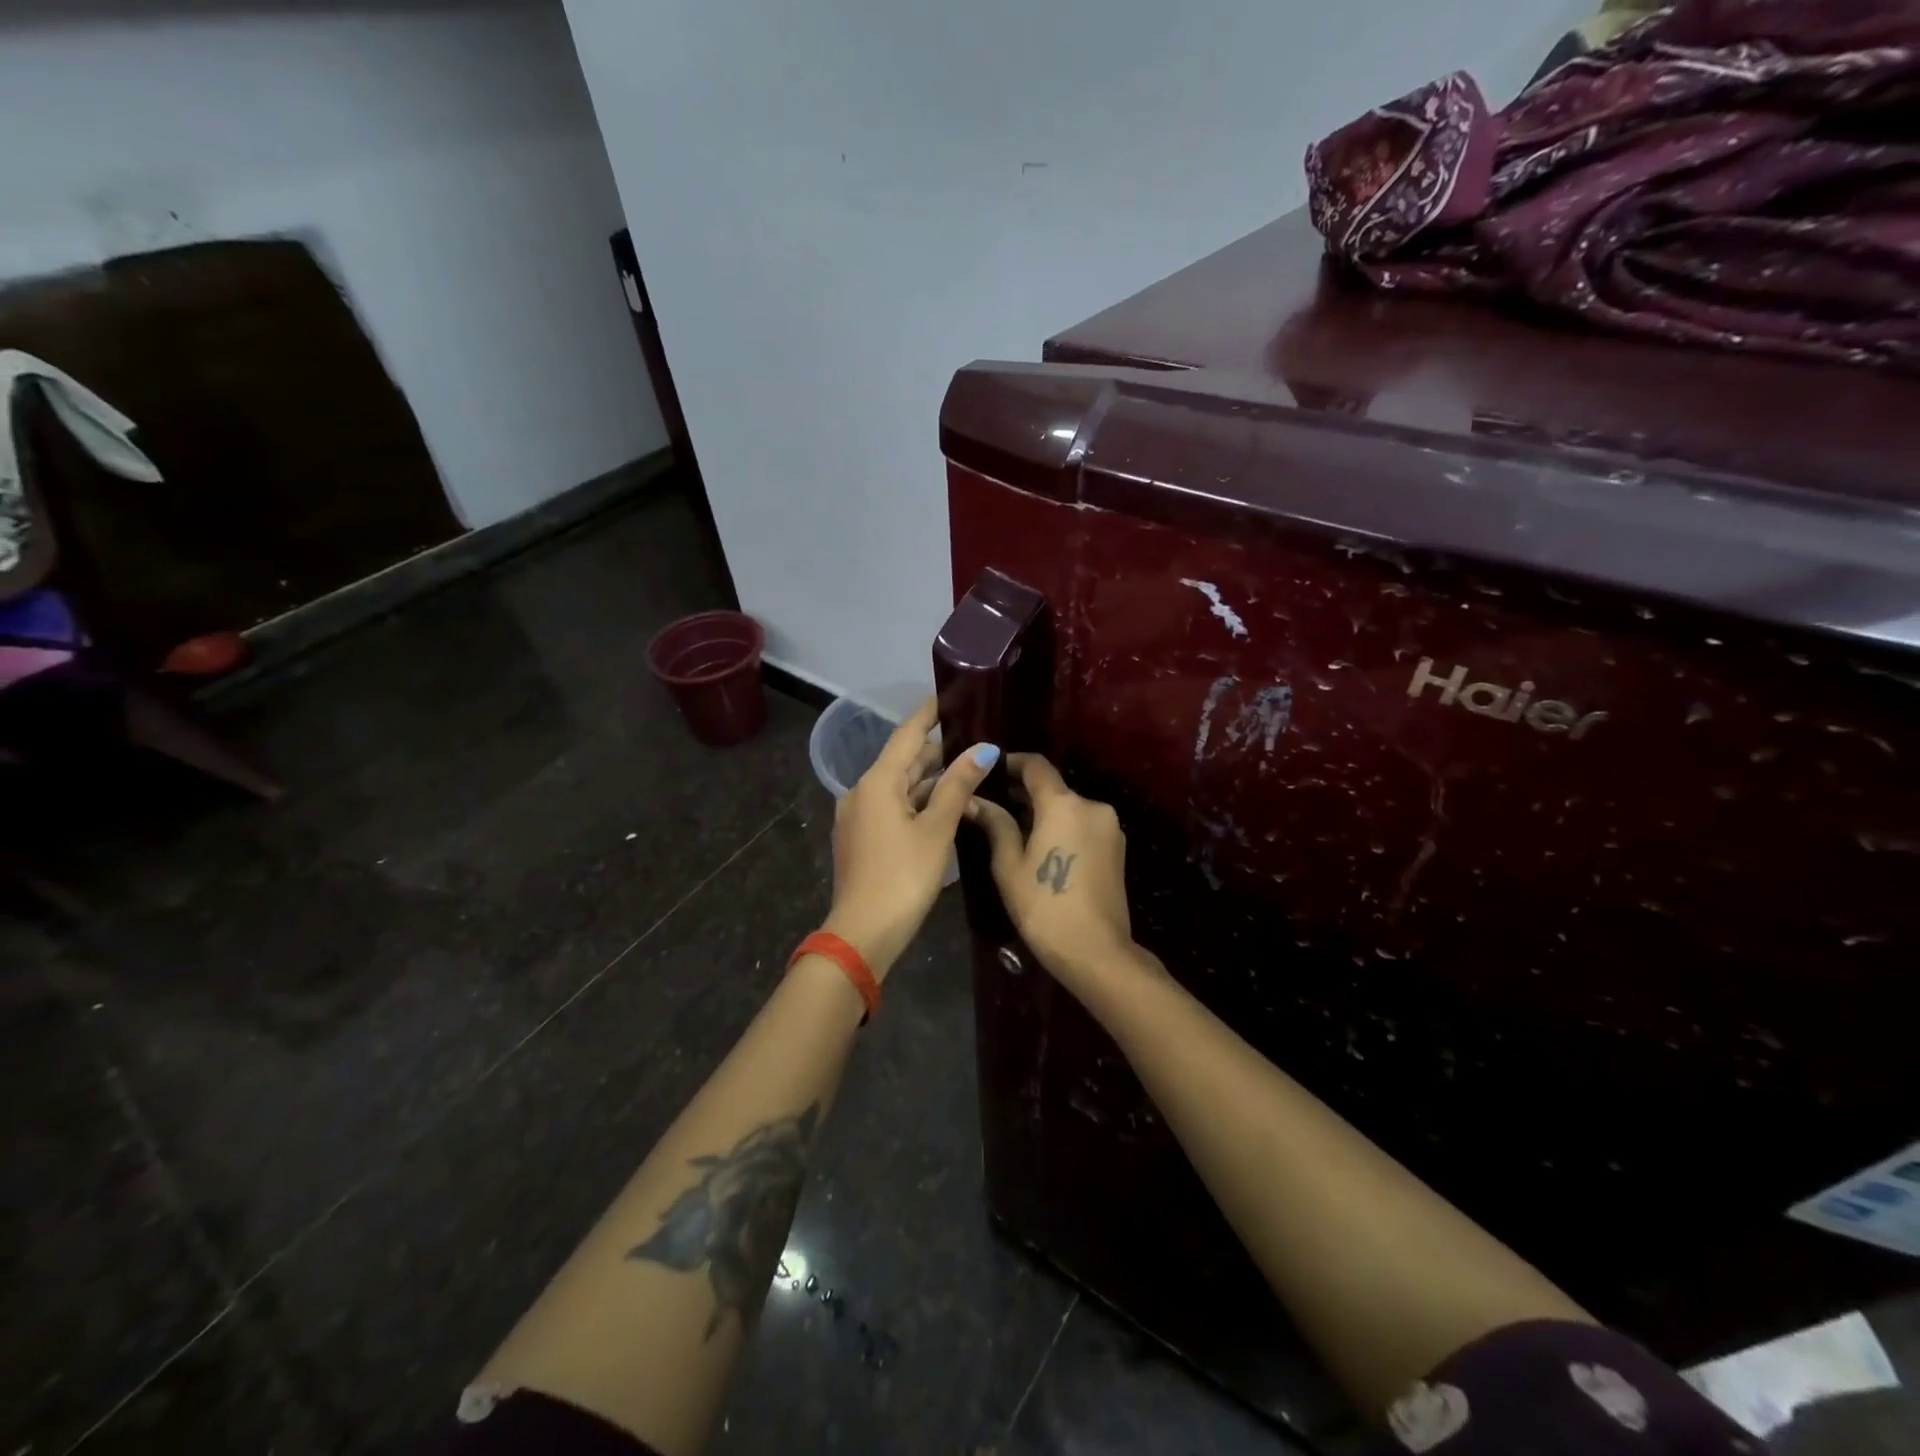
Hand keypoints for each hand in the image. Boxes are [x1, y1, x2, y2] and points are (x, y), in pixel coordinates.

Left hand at [824, 697, 999, 978]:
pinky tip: (944, 806)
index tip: (950, 695)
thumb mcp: (937, 829)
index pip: (908, 734)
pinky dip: (918, 801)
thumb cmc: (904, 876)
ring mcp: (859, 815)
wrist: (863, 932)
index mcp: (877, 781)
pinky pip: (893, 806)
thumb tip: (982, 749)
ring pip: (900, 786)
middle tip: (975, 738)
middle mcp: (862, 791)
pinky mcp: (861, 837)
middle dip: (938, 750)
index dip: (929, 713)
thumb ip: (958, 786)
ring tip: (968, 771)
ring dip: (931, 780)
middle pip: (904, 760)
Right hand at [966, 754, 1142, 982]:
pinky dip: (1063, 828)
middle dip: (1024, 793)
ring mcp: (1109, 826)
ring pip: (1069, 808)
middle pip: (1053, 788)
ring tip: (1014, 830)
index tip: (990, 771)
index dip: (1011, 763)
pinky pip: (1083, 825)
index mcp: (1063, 804)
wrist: (1096, 951)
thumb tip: (974, 800)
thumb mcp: (1009, 865)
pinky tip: (1043, 848)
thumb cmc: (1044, 906)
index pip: (1036, 765)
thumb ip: (995, 825)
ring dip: (1044, 813)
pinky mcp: (1117, 847)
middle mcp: (1091, 805)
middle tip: (993, 805)